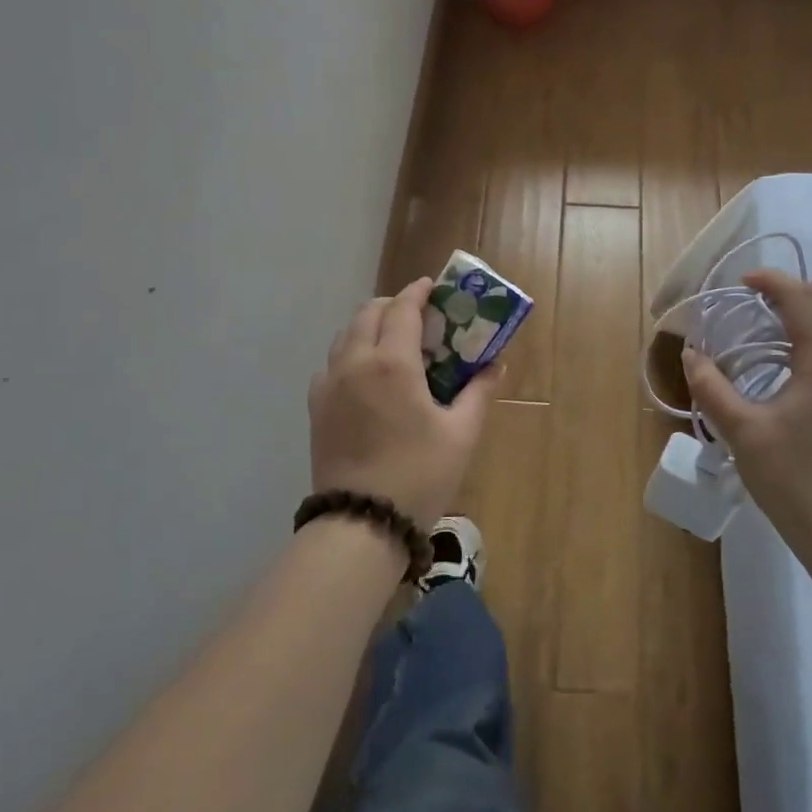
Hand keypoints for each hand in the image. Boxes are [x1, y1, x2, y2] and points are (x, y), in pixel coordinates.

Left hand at [308, 276, 502, 527]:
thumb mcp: (461, 434)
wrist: (361, 524)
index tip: (432, 287)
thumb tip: (495, 366)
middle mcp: (355, 362)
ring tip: (393, 345)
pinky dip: (350, 354)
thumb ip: (479, 392)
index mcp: (392, 363)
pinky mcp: (316, 407)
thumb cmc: (419, 474)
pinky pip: (331, 363)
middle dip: (393, 305)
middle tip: (418, 317)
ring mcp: (330, 384)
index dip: (419, 292)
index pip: (403, 308)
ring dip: (369, 327)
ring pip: (346, 335)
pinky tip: (367, 378)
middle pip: (369, 312)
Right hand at [682, 269, 811, 550]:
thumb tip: (692, 355)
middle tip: (767, 298)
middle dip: (805, 290)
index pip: (803, 301)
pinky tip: (798, 359)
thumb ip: (712, 387)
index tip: (744, 282)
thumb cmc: (791, 478)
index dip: (773, 281)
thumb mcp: (741, 431)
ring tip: (781, 322)